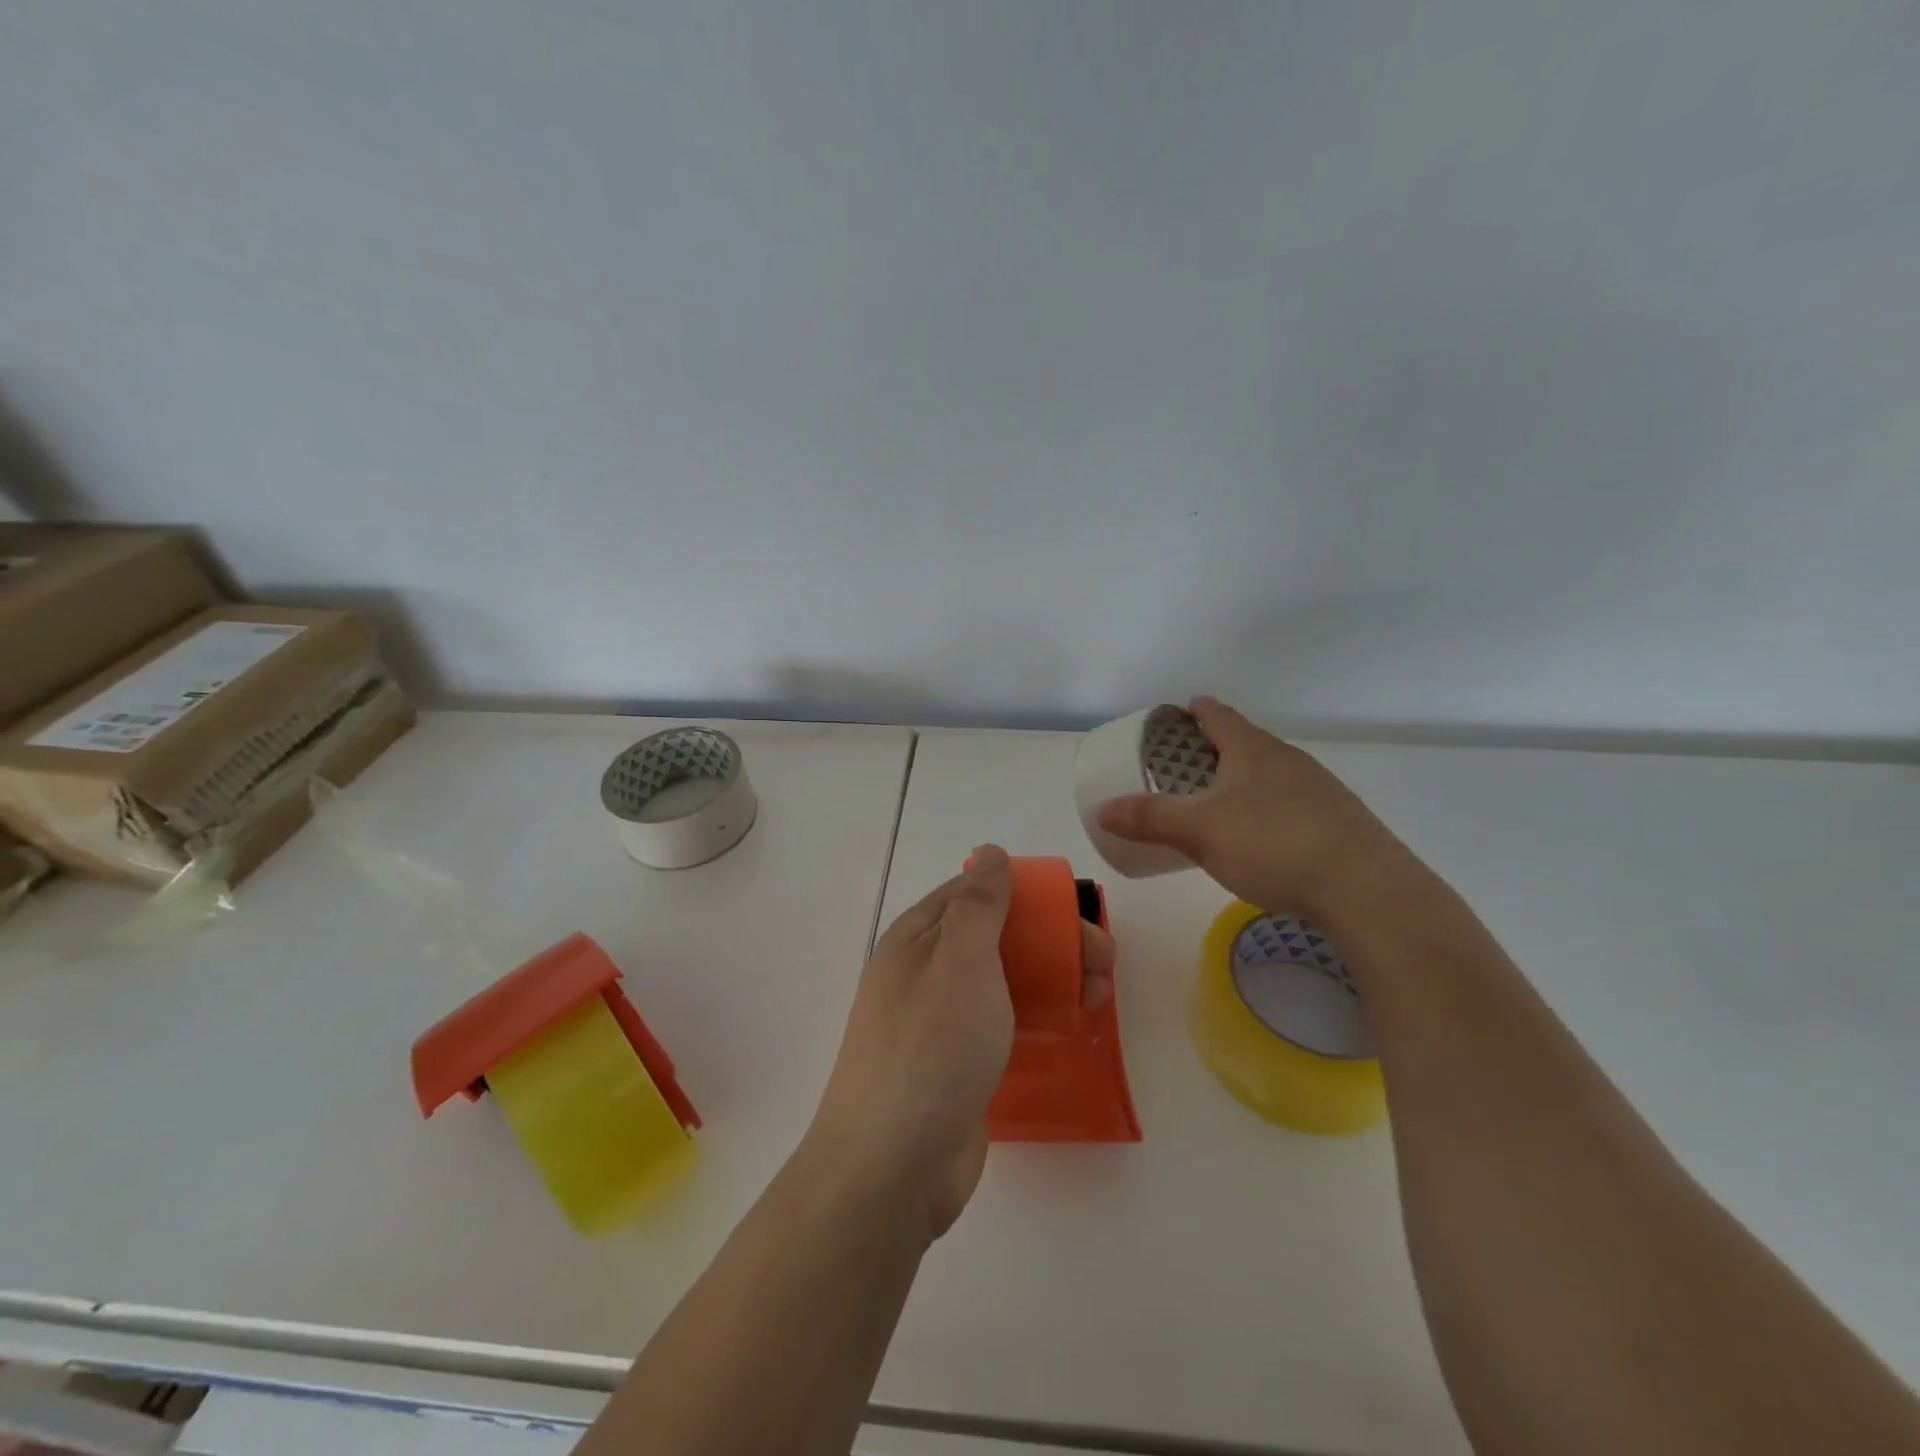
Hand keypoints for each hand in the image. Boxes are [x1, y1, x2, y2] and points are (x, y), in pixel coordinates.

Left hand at [805, 844, 1115, 1243]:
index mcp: (919, 938)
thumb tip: (989, 852)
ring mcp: (941, 1021)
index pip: (975, 893)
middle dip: (1052, 941)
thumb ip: (979, 904)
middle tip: (1104, 961)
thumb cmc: (931, 1045)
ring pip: (1005, 982)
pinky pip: (1003, 1024)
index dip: (1026, 894)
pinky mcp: (958, 1064)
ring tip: (1099, 997)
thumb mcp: (959, 960)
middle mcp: (927, 972)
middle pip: (998, 938)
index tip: (1073, 910)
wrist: (893, 1165)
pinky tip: (1071, 1027)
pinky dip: (1037, 1017)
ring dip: (1053, 979)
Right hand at [1096, 697, 1414, 922]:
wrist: (1366, 891)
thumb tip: (1101, 810)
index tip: (1176, 713)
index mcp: (1252, 749)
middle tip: (1184, 766)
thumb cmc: (1272, 844)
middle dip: (1214, 749)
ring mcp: (1319, 789)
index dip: (1194, 710)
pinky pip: (1291, 803)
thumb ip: (1148, 818)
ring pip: (1270, 774)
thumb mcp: (1198, 831)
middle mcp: (1288, 759)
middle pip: (1245, 742)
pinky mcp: (1339, 822)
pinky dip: (1267, 809)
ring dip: (1242, 781)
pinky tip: (1262, 839)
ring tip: (1218, 804)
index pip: (1218, 714)